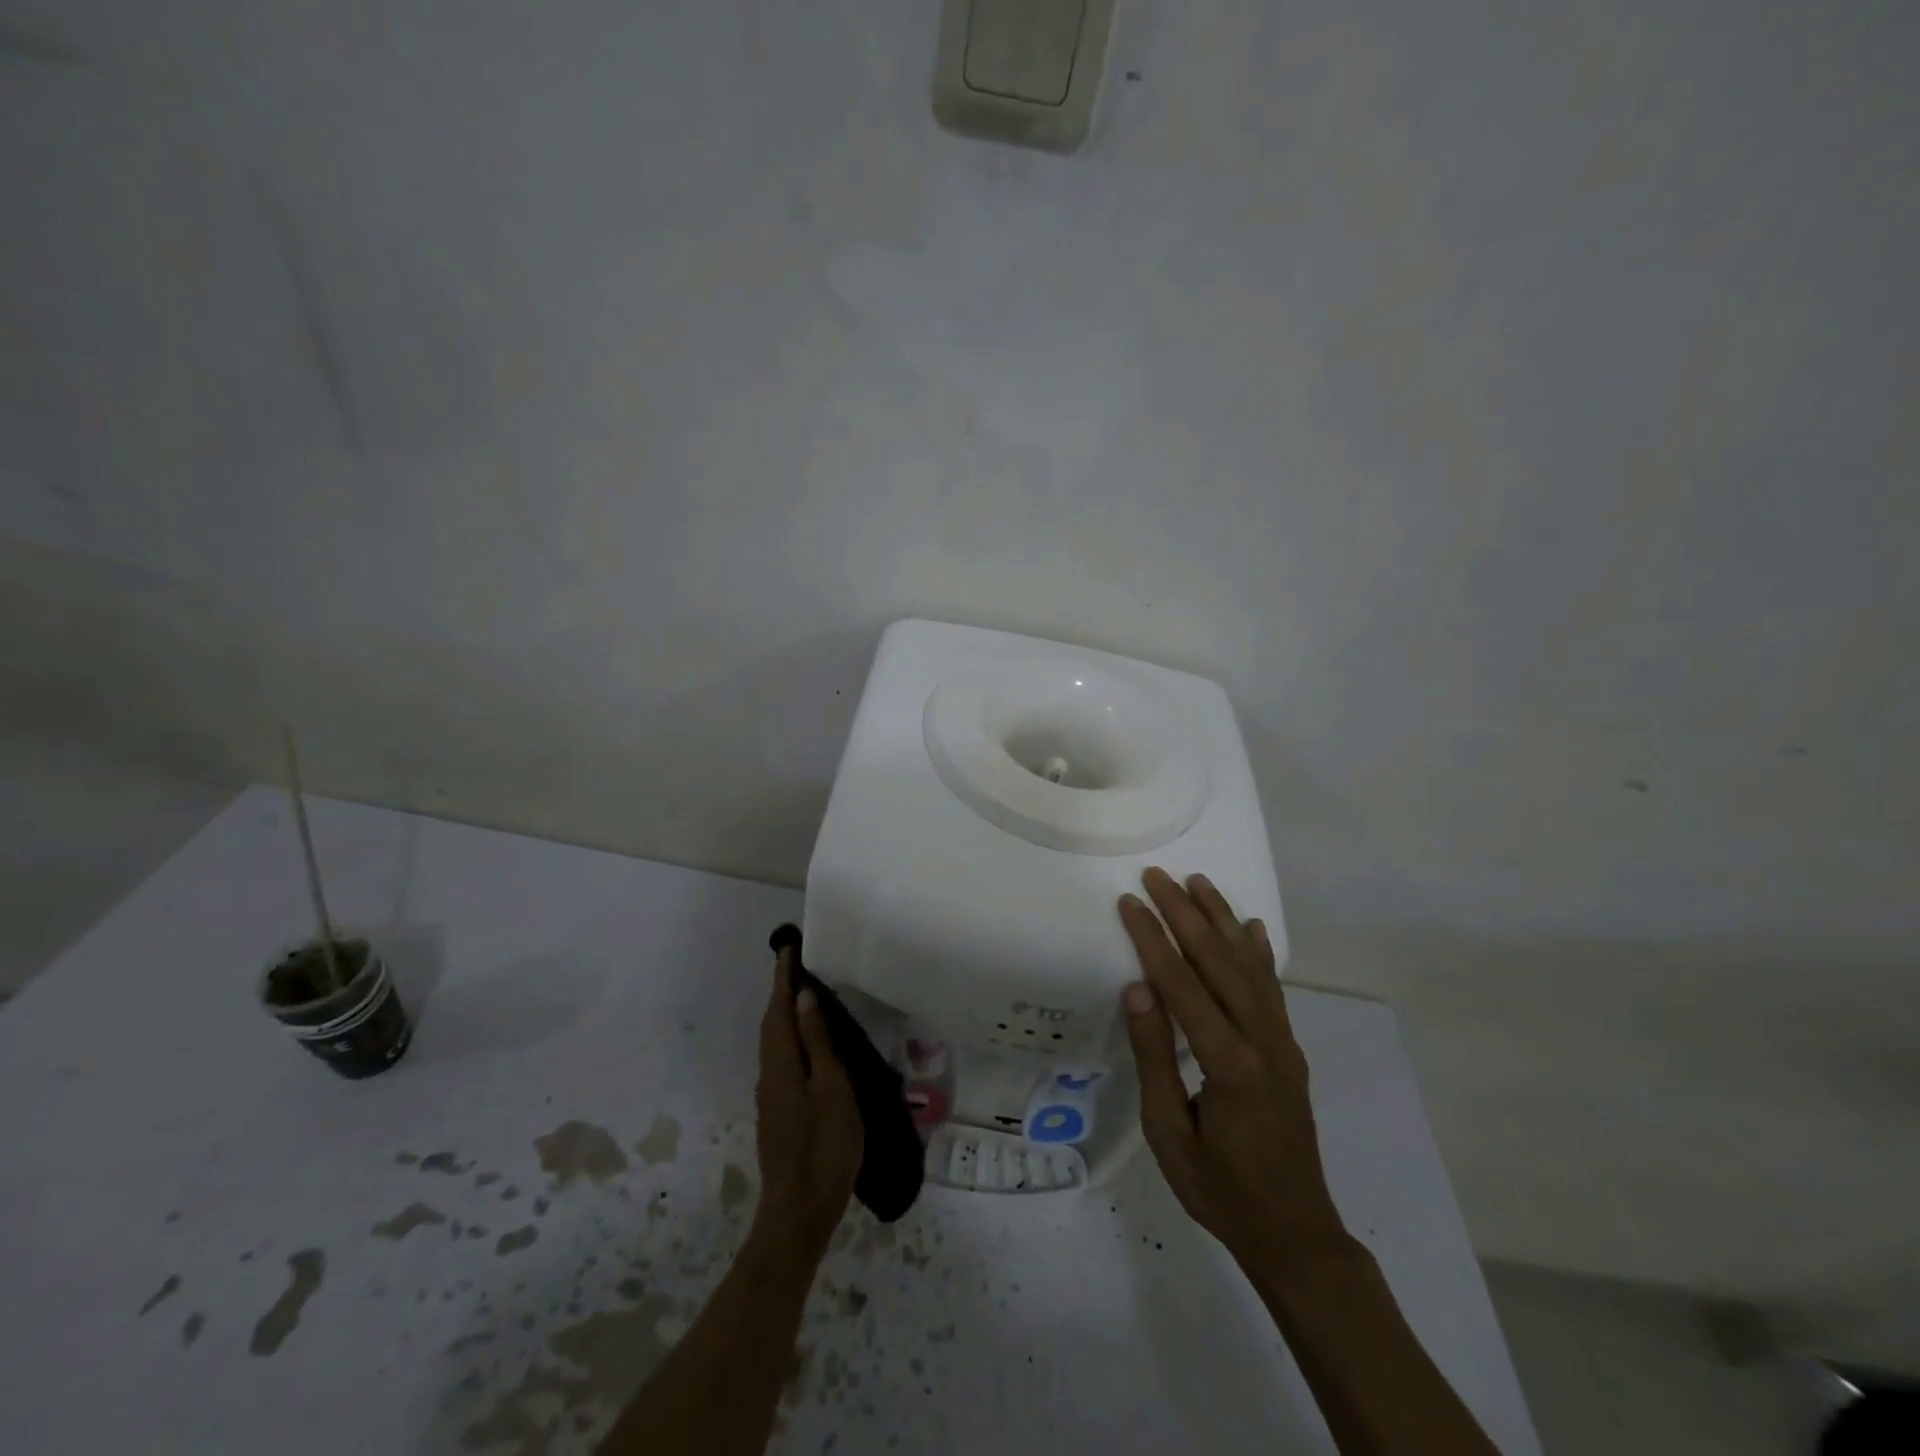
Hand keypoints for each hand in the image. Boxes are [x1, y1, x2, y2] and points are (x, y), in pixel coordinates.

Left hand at [751, 950, 862, 1261]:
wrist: (799, 1211)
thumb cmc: (824, 1146)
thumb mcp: (832, 1088)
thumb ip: (818, 1042)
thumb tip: (804, 997)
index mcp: (782, 1063)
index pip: (780, 1009)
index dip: (783, 979)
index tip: (786, 949)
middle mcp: (770, 1074)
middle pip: (772, 1024)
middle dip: (781, 992)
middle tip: (795, 965)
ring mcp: (772, 1096)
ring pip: (775, 1042)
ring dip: (784, 1014)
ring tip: (803, 996)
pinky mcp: (778, 1113)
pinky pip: (781, 1059)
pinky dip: (790, 1038)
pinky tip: (806, 1045)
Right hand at [1118, 868, 1343, 1270]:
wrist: (1295, 1233)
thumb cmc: (1219, 1189)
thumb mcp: (1169, 1133)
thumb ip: (1155, 1058)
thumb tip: (1138, 990)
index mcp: (1229, 1064)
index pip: (1183, 986)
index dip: (1154, 940)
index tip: (1131, 902)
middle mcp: (1262, 1042)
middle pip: (1220, 962)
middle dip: (1186, 913)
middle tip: (1159, 876)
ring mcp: (1282, 1043)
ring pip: (1251, 966)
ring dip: (1223, 919)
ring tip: (1199, 882)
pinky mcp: (1290, 1050)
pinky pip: (1273, 989)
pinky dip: (1260, 952)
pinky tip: (1251, 926)